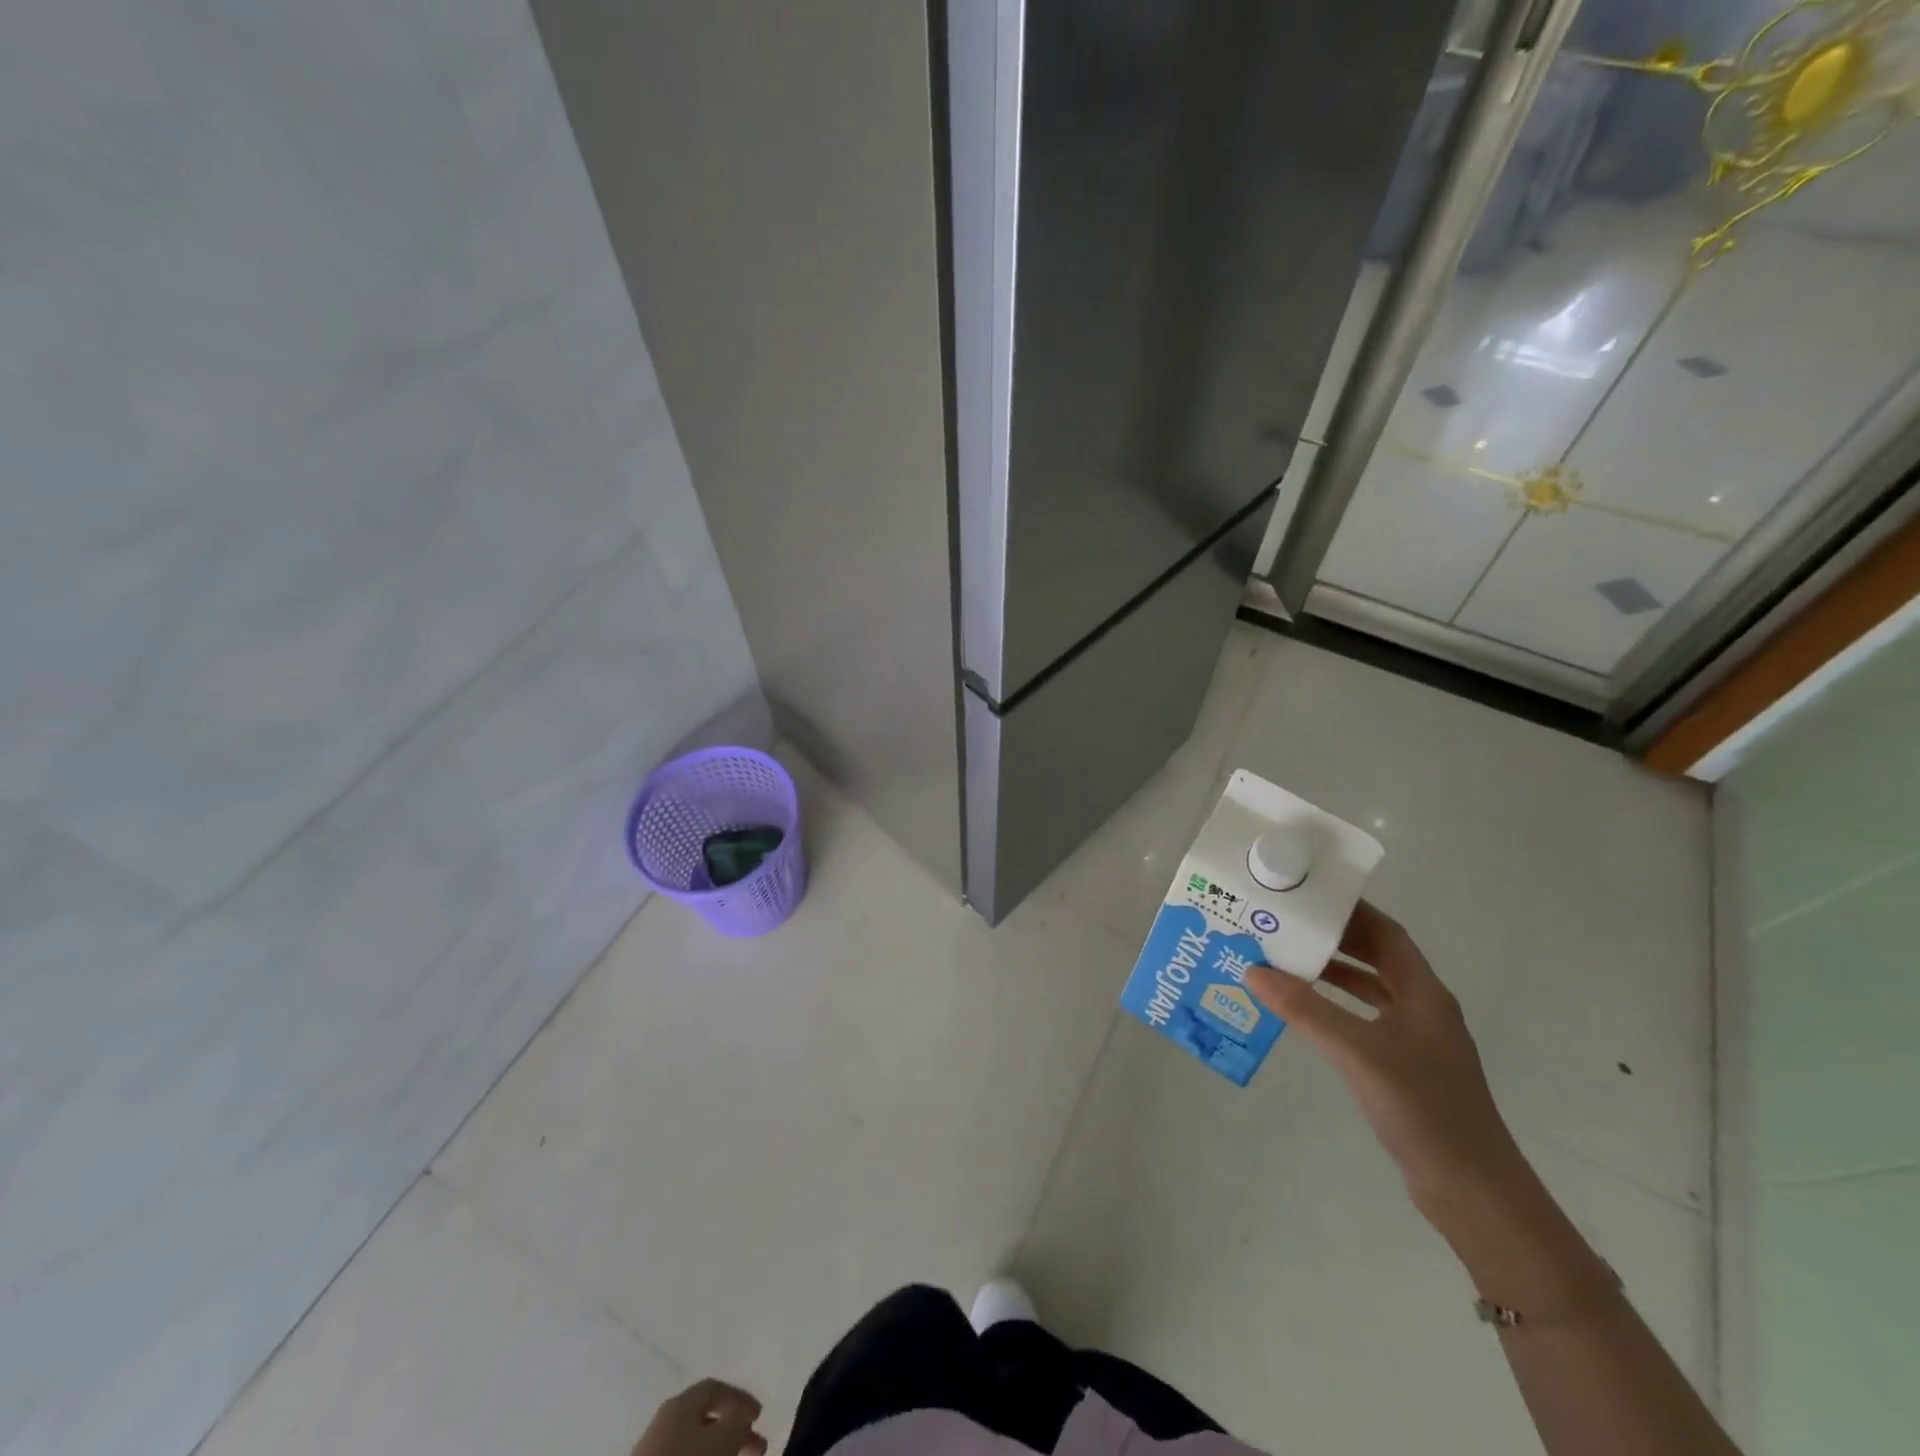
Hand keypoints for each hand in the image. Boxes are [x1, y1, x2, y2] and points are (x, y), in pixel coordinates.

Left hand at [633, 1379, 767, 1455]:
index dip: (740, 1398)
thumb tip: (742, 1416)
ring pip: (695, 1441)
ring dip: (720, 1448)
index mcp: (682, 1401)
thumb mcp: (723, 1439)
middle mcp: (666, 1418)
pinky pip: (683, 1455)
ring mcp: (653, 1448)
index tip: (759, 1416)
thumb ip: (738, 1421)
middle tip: (756, 1445)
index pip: (716, 1387)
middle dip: (733, 1429)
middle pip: (705, 1417)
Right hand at [1246, 900, 1525, 1215]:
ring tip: (1283, 961)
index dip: (1350, 911)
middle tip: (1285, 925)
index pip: (1387, 934)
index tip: (1307, 896)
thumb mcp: (1358, 1052)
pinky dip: (1334, 1008)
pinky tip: (1305, 1013)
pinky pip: (1363, 1020)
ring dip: (1331, 973)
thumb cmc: (1423, 1108)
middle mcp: (1422, 1008)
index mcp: (1423, 993)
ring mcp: (1415, 1040)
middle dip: (1333, 939)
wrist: (1471, 1190)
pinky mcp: (1404, 1068)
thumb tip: (1252, 970)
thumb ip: (1306, 1010)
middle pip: (1376, 957)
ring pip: (1368, 990)